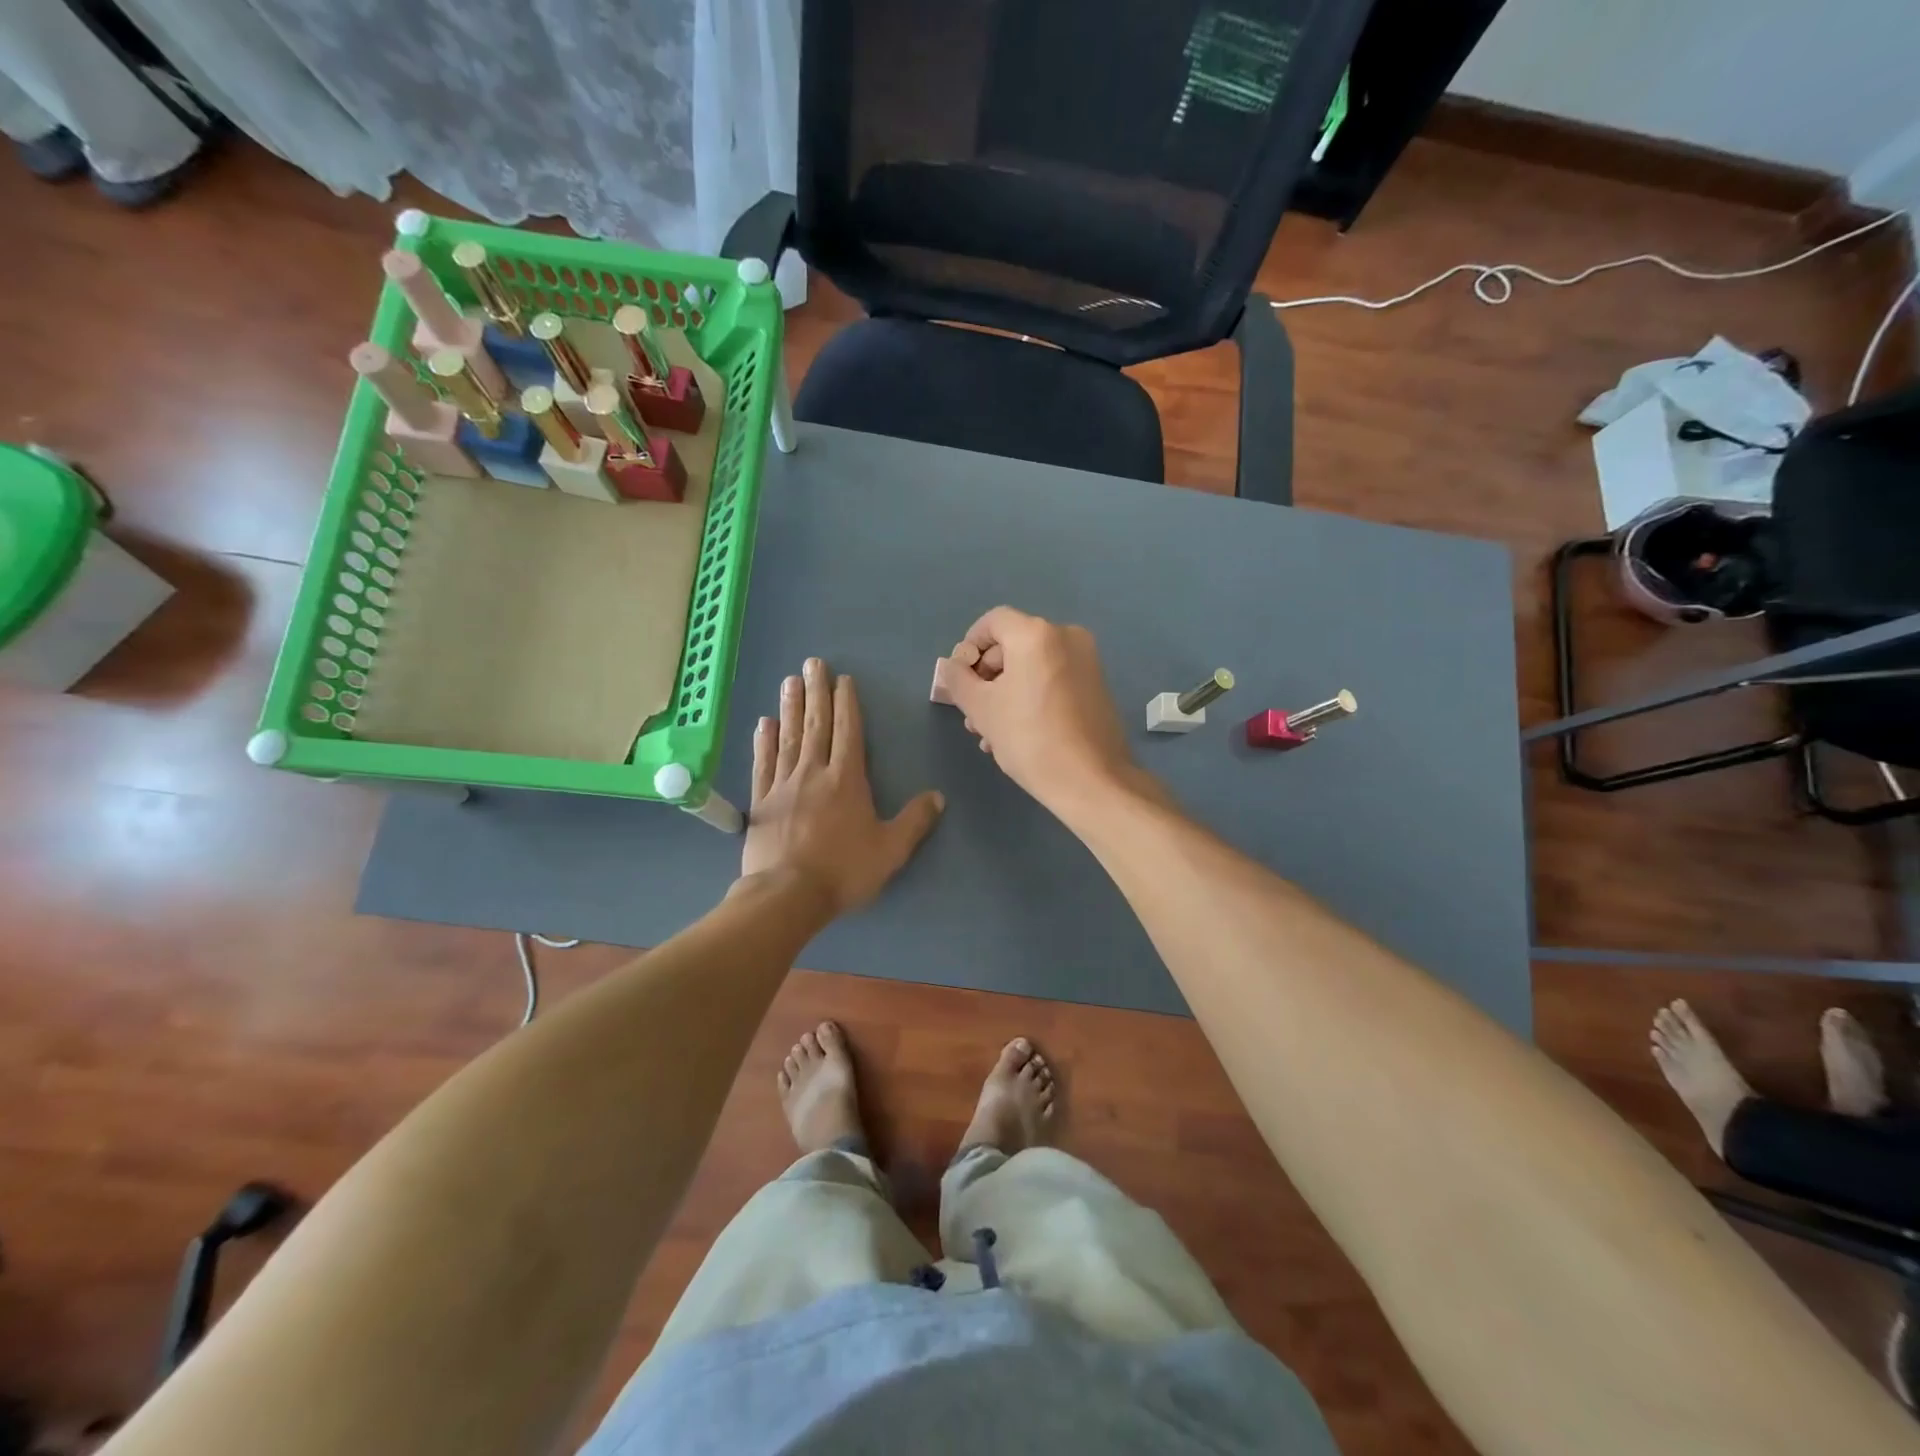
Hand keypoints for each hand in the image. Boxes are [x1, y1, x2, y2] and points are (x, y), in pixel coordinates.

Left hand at [740, 657, 944, 915]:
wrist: (787, 895)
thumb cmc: (844, 871)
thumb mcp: (891, 850)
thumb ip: (915, 821)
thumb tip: (938, 796)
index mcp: (847, 780)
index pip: (848, 732)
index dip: (846, 704)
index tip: (843, 680)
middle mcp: (814, 773)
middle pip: (816, 725)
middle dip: (817, 692)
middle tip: (812, 663)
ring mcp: (784, 785)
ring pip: (788, 737)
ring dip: (790, 707)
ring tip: (789, 680)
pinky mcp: (761, 801)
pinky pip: (763, 763)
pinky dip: (764, 741)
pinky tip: (763, 723)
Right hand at [943, 607, 1142, 816]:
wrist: (1091, 780)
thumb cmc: (1029, 738)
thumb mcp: (981, 709)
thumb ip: (959, 680)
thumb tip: (953, 666)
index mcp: (1036, 634)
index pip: (993, 622)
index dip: (970, 645)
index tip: (960, 678)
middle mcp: (1066, 637)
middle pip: (1014, 644)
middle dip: (987, 676)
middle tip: (973, 712)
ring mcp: (1087, 661)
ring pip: (1033, 666)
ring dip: (1006, 692)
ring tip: (990, 732)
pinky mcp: (1097, 686)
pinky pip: (1053, 679)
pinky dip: (1032, 696)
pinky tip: (1018, 733)